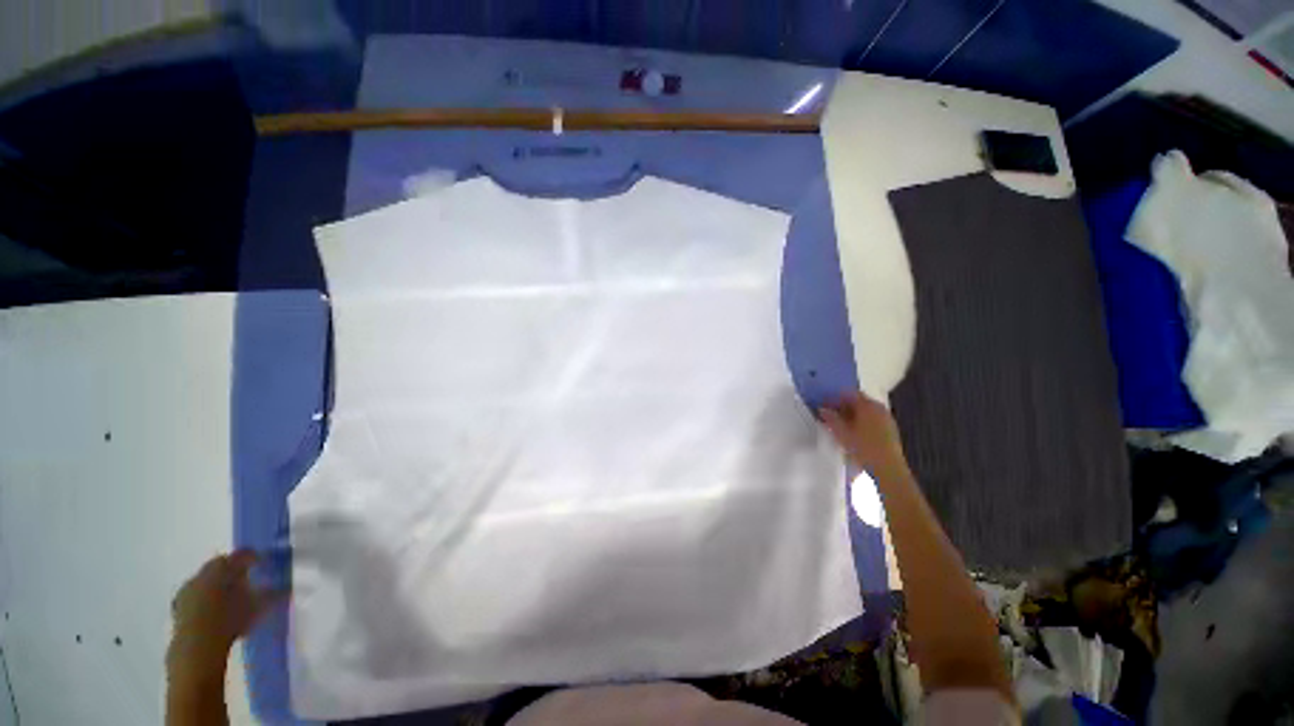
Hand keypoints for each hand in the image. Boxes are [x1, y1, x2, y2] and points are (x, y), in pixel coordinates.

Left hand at [167, 551, 283, 673]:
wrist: (197, 649)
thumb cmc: (230, 621)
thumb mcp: (258, 607)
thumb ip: (272, 593)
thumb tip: (286, 586)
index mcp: (220, 567)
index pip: (240, 555)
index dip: (253, 558)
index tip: (262, 563)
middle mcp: (202, 574)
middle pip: (220, 567)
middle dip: (233, 572)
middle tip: (247, 581)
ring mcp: (186, 591)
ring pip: (207, 582)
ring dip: (218, 587)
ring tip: (232, 600)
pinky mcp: (178, 609)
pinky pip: (197, 597)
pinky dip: (207, 601)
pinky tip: (217, 614)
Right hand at [818, 391, 908, 474]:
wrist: (888, 470)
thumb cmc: (863, 448)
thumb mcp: (842, 433)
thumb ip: (831, 419)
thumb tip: (822, 409)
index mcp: (868, 405)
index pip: (848, 394)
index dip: (834, 398)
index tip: (823, 406)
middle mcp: (879, 408)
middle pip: (858, 401)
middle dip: (843, 407)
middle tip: (829, 416)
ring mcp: (886, 419)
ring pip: (865, 412)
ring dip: (851, 415)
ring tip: (839, 426)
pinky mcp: (890, 431)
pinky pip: (872, 420)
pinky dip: (861, 422)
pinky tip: (853, 434)